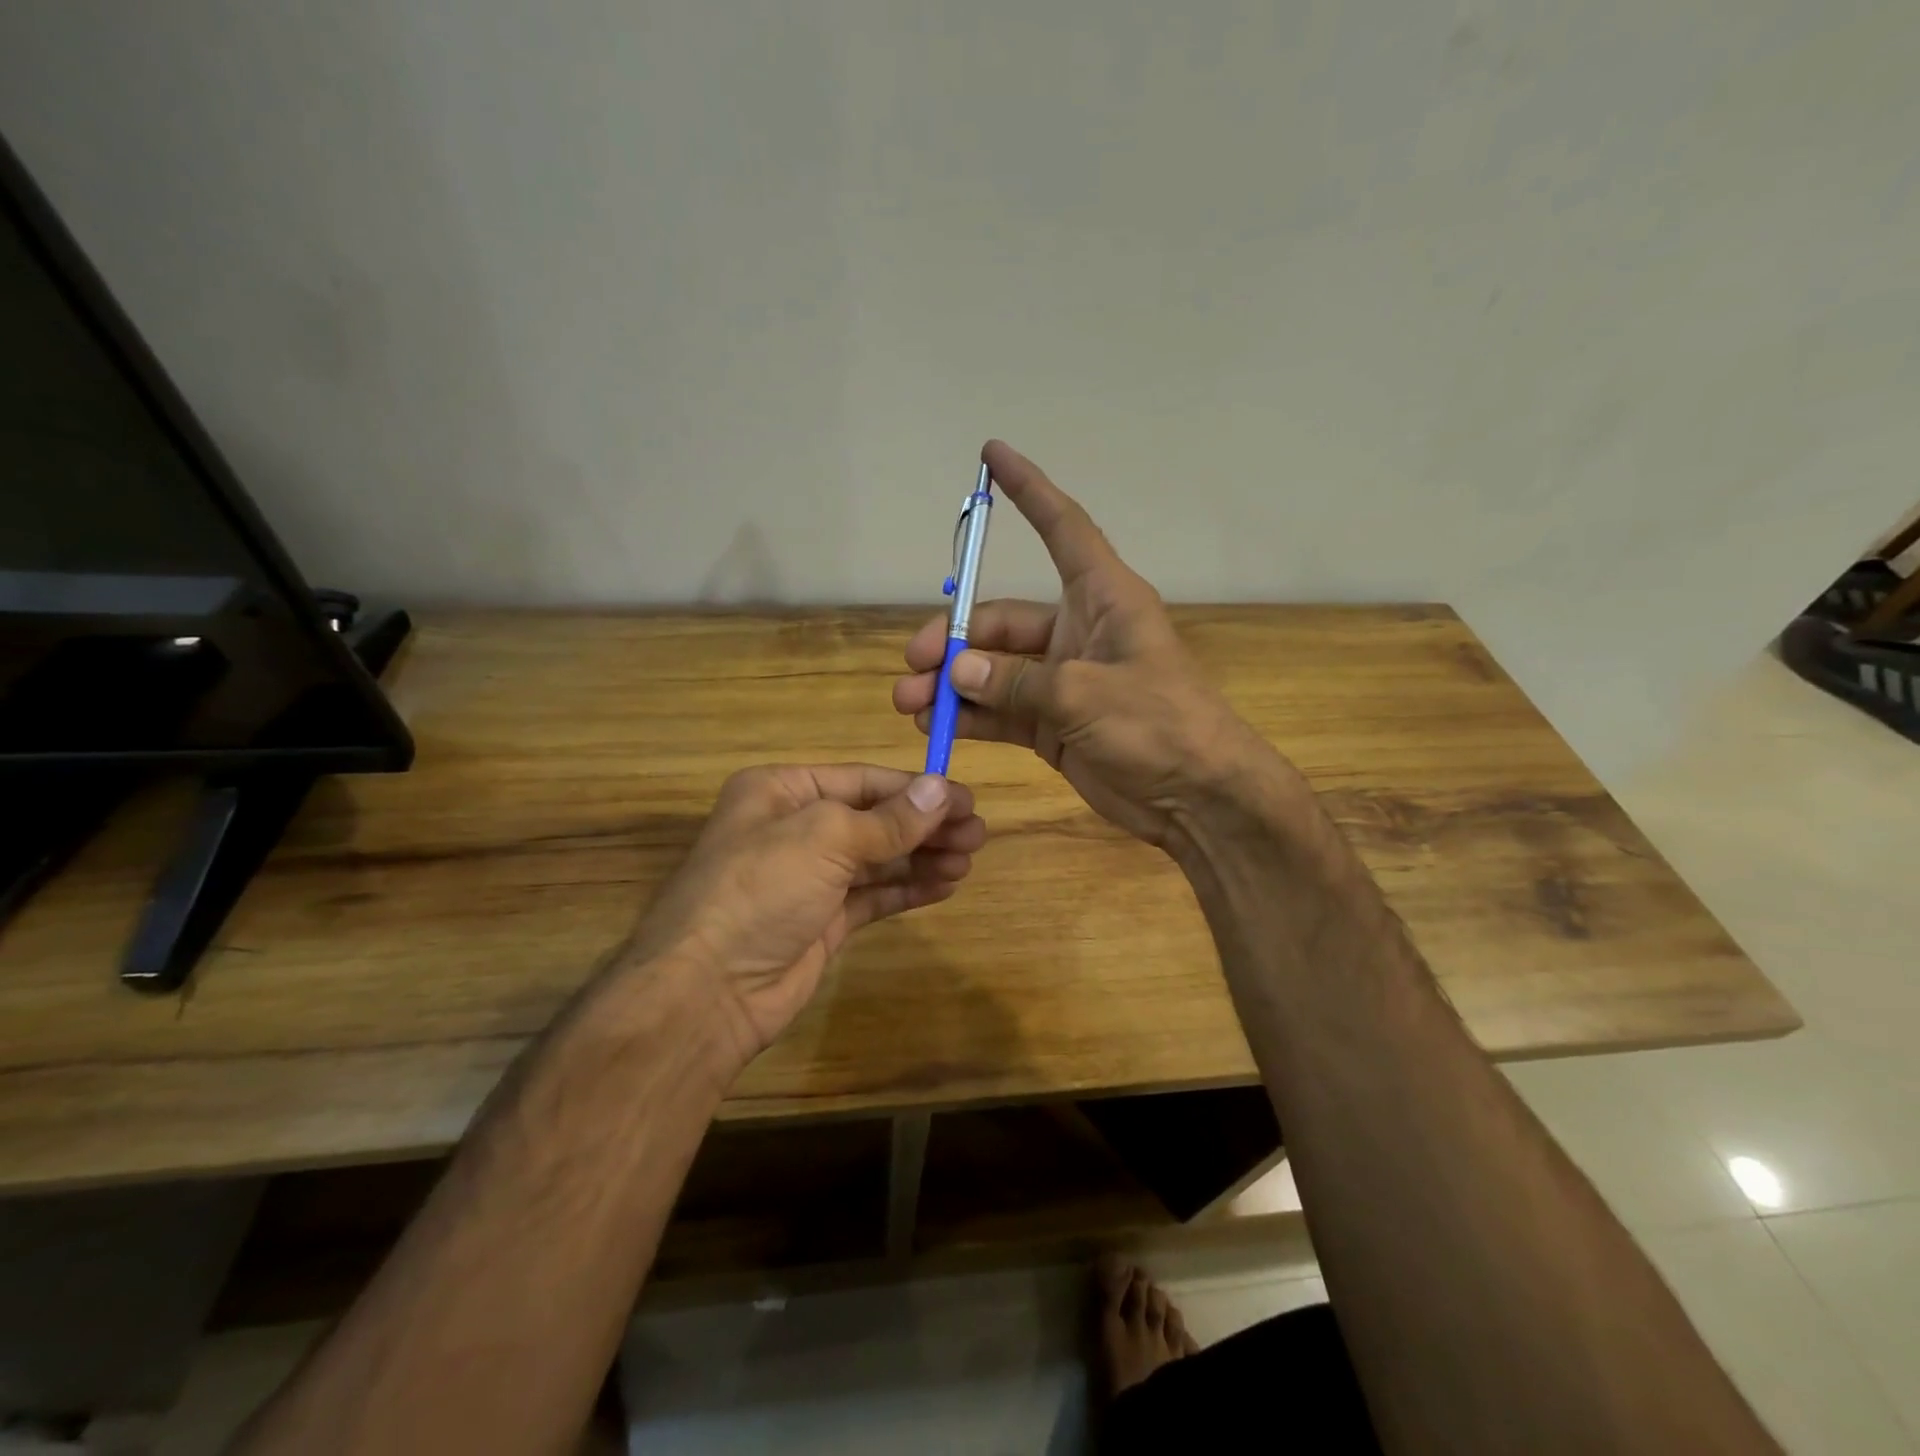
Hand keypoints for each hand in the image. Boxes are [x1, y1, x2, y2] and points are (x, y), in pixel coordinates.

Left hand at [618, 764, 984, 1075]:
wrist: (707, 992)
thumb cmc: (759, 890)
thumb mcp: (824, 839)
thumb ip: (889, 819)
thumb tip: (941, 790)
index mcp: (782, 791)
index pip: (862, 780)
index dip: (915, 789)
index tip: (966, 799)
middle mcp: (794, 828)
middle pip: (875, 818)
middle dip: (925, 825)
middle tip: (978, 833)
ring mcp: (809, 878)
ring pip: (878, 858)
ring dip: (923, 856)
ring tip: (969, 859)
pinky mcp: (822, 921)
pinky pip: (873, 895)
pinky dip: (908, 888)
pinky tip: (945, 885)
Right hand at [892, 440, 1270, 851]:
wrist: (1197, 798)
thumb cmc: (1159, 726)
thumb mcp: (1086, 696)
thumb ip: (1017, 683)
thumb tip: (957, 674)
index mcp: (1102, 599)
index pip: (1061, 528)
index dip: (1028, 490)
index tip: (991, 455)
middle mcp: (1077, 631)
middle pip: (1002, 621)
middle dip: (954, 642)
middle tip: (914, 667)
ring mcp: (1062, 681)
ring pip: (994, 671)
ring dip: (952, 685)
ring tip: (910, 703)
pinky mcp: (1052, 723)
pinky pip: (1001, 711)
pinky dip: (971, 717)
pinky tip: (937, 726)